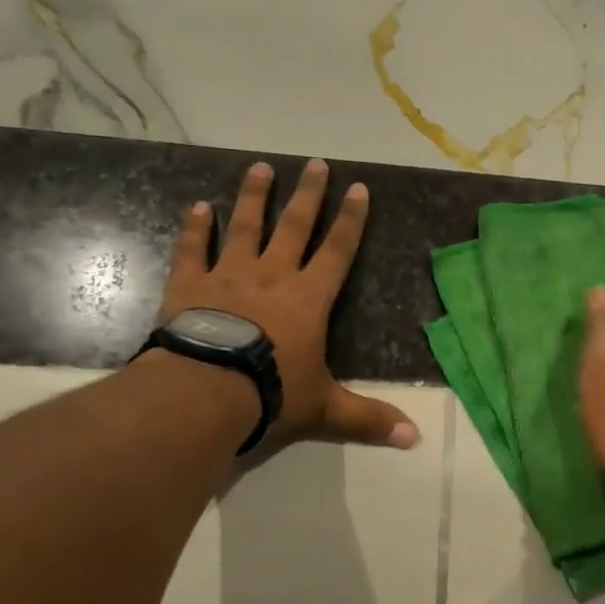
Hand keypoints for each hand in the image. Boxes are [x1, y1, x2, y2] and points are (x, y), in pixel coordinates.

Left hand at [157, 159, 417, 450]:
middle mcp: (274, 277)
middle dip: (308, 195)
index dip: (351, 220)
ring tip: (260, 168)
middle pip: (295, 226)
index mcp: (310, 299)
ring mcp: (229, 277)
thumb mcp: (325, 410)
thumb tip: (414, 439)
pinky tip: (199, 206)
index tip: (358, 188)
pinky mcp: (190, 286)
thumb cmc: (272, 394)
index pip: (338, 251)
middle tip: (315, 163)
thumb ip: (368, 419)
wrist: (206, 392)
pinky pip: (193, 250)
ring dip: (254, 197)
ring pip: (245, 227)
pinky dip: (196, 228)